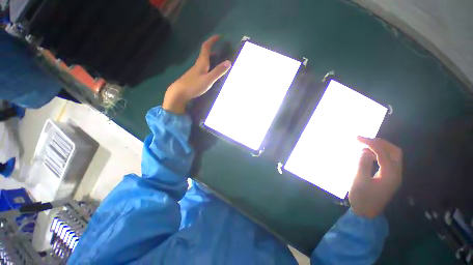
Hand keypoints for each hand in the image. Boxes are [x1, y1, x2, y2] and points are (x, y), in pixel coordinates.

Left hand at [163, 35, 231, 113]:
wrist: (179, 93)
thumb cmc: (194, 85)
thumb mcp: (208, 79)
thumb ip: (218, 71)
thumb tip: (229, 62)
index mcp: (201, 63)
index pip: (206, 47)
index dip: (212, 40)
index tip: (219, 36)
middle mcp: (198, 65)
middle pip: (204, 54)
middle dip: (212, 49)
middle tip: (220, 50)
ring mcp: (195, 71)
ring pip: (203, 62)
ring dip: (210, 59)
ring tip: (217, 61)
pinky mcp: (193, 77)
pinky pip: (202, 68)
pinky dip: (208, 67)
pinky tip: (210, 73)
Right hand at [349, 137, 402, 218]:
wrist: (367, 213)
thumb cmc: (362, 197)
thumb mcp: (359, 180)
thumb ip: (363, 163)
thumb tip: (365, 151)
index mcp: (390, 174)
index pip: (383, 153)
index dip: (370, 143)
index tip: (357, 138)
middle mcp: (396, 173)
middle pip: (394, 151)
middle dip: (380, 143)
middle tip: (365, 140)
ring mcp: (394, 176)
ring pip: (393, 155)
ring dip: (381, 148)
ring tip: (365, 146)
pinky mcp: (390, 177)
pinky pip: (388, 161)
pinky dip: (379, 154)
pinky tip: (369, 155)